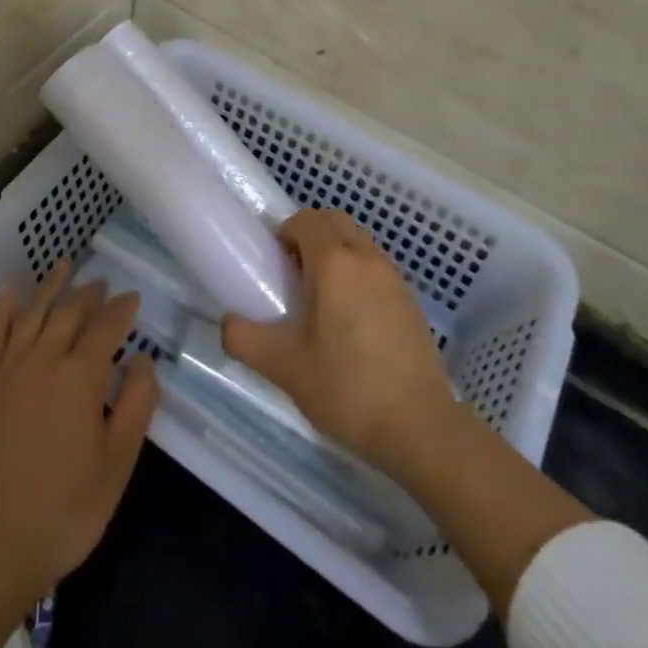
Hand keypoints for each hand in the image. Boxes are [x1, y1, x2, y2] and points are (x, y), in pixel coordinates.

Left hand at [0, 261, 157, 605]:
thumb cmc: (62, 511)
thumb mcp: (117, 465)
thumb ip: (136, 406)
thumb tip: (145, 361)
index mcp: (81, 375)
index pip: (107, 326)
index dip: (123, 309)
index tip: (133, 298)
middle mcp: (45, 358)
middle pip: (70, 311)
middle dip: (90, 293)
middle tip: (103, 282)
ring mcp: (9, 368)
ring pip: (34, 312)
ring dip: (52, 286)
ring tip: (65, 266)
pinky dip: (4, 307)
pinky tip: (10, 291)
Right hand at [222, 209, 454, 479]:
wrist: (420, 428)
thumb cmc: (347, 389)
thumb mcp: (284, 368)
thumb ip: (245, 339)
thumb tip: (227, 323)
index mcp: (334, 263)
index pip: (306, 219)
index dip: (286, 232)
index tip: (275, 264)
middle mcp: (367, 258)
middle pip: (335, 221)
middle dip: (311, 234)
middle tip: (294, 274)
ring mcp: (395, 278)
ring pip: (359, 242)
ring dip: (337, 252)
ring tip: (322, 298)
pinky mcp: (411, 302)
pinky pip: (377, 267)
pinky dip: (359, 273)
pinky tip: (352, 320)